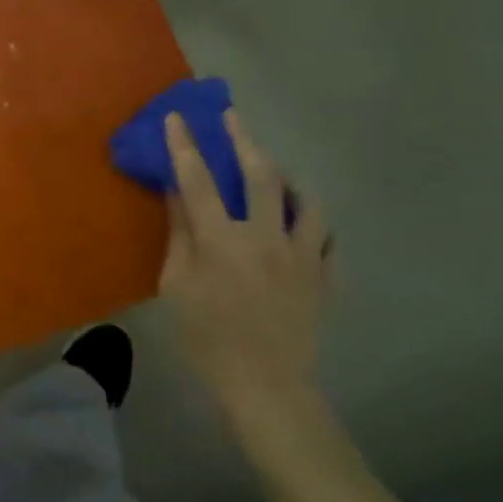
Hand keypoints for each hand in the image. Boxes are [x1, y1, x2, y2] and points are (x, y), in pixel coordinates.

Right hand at [160, 111, 332, 414]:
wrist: (267, 386)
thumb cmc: (208, 337)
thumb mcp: (177, 285)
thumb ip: (179, 234)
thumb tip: (175, 193)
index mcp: (222, 240)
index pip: (198, 180)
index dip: (185, 145)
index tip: (178, 116)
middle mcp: (266, 237)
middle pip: (260, 175)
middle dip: (243, 139)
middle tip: (233, 116)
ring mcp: (302, 255)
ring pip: (305, 200)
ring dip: (288, 177)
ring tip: (277, 169)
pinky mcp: (324, 276)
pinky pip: (327, 237)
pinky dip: (314, 221)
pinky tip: (303, 221)